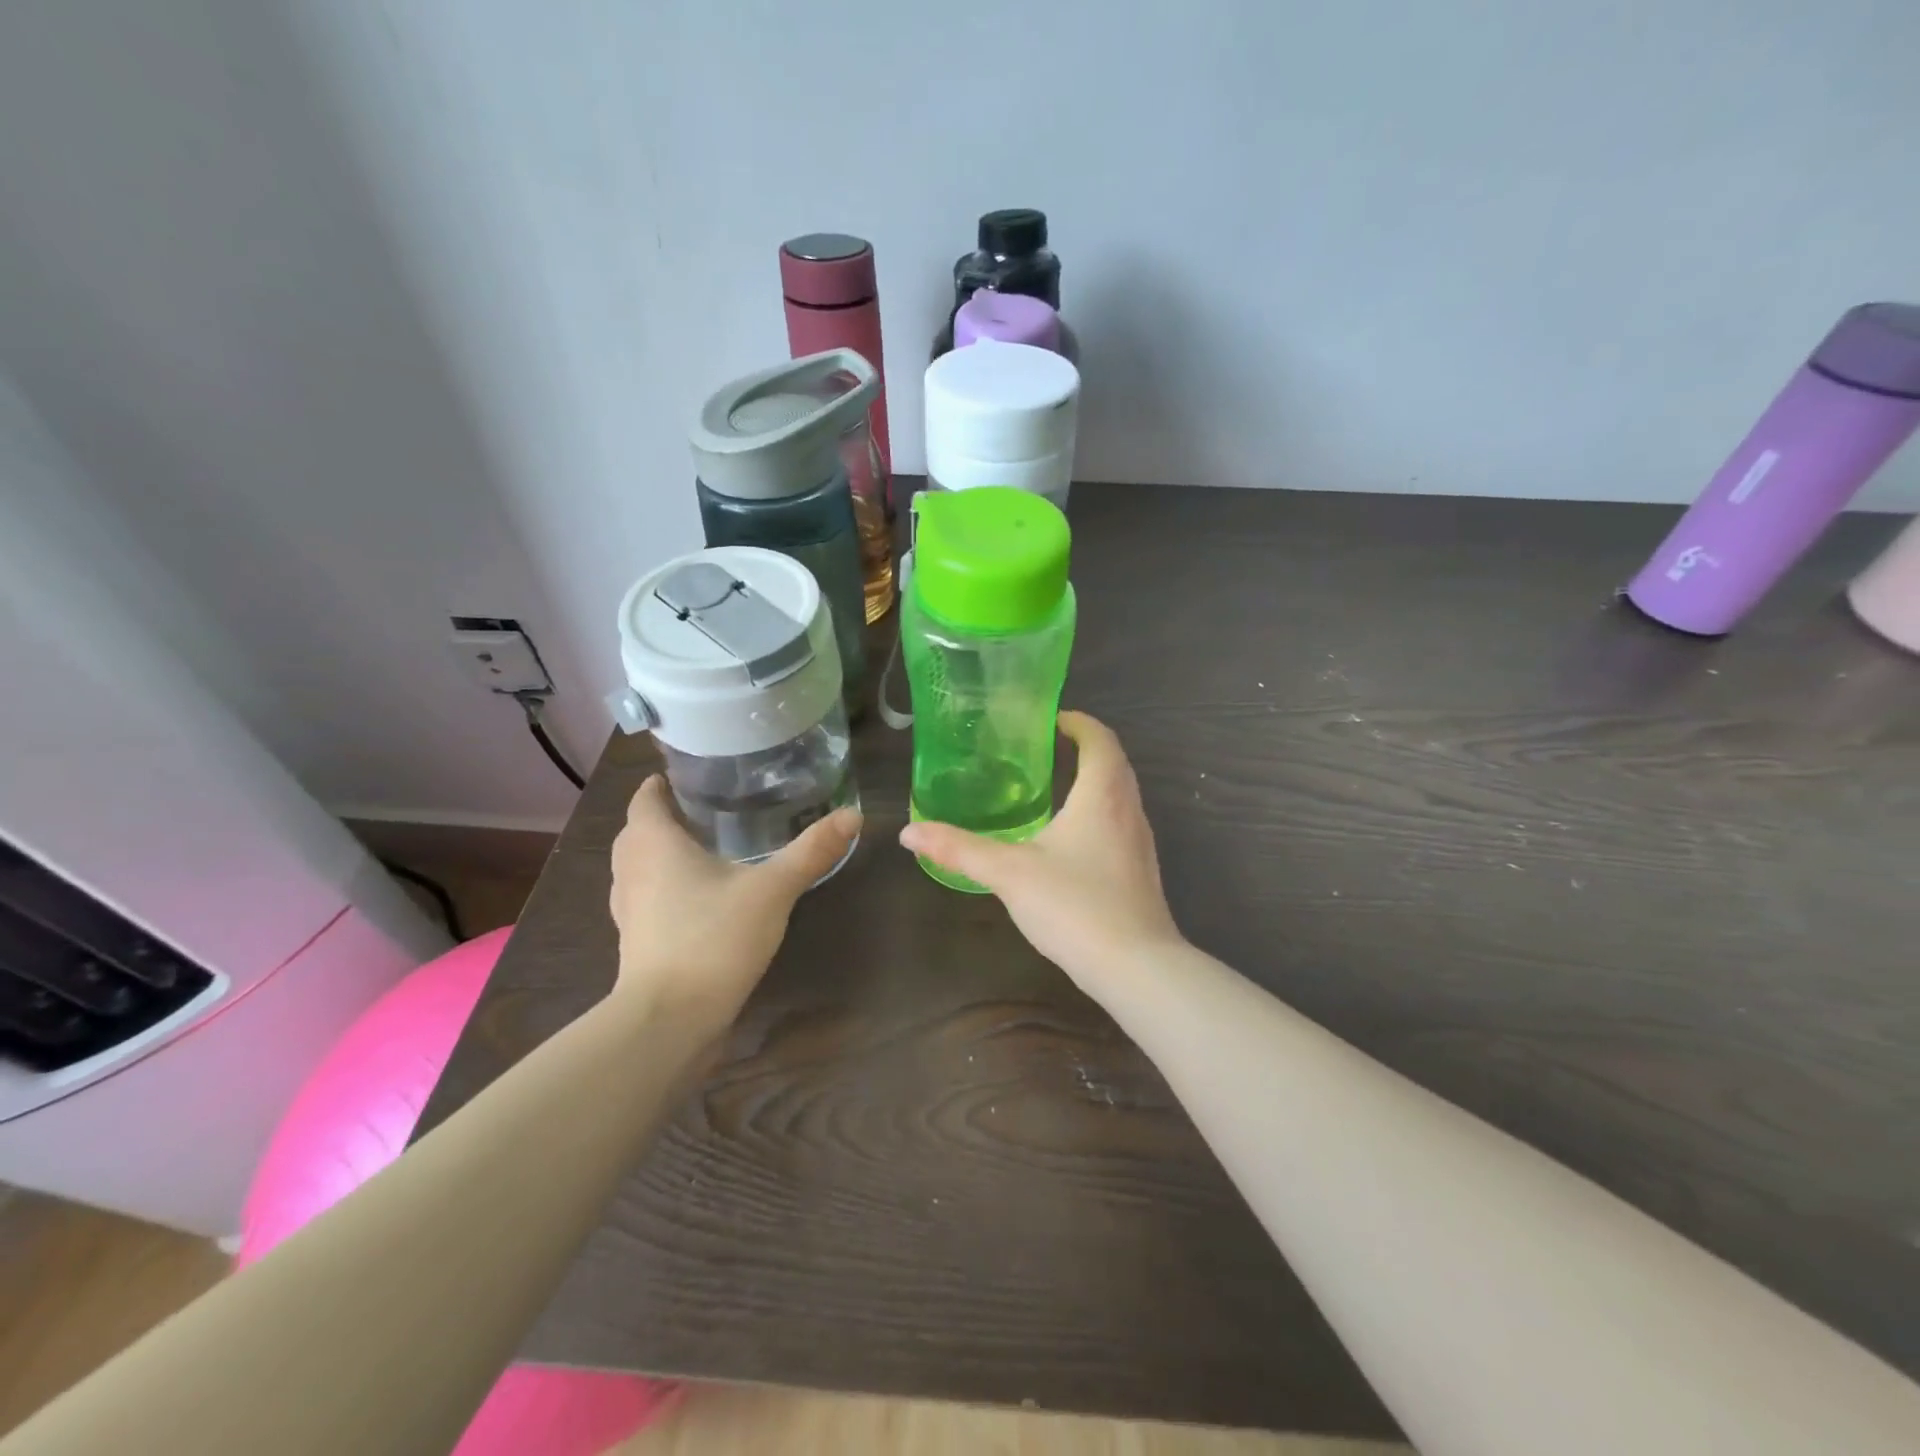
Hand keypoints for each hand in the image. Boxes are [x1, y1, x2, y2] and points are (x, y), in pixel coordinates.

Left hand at [609, 776, 860, 1026]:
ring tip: (703, 848)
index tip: (691, 775)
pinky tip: (698, 898)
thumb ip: (811, 851)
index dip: (662, 783)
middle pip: (637, 830)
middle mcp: (631, 870)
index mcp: (654, 843)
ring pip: (638, 866)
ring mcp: (627, 909)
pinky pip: (645, 898)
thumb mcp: (772, 890)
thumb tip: (854, 814)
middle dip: (664, 817)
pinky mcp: (635, 941)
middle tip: (706, 809)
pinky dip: (663, 887)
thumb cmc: (713, 938)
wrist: (670, 1019)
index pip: (646, 797)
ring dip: (660, 853)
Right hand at [898, 711, 1183, 987]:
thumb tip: (909, 832)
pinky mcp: (1142, 872)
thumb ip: (960, 849)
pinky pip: (1121, 825)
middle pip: (1114, 763)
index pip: (1100, 739)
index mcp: (1102, 795)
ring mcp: (1141, 843)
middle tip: (1045, 750)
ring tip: (1054, 788)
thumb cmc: (1074, 905)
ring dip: (1094, 782)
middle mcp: (1129, 810)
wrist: (1136, 968)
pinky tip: (1071, 842)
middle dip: (1085, 749)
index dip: (1079, 722)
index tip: (1051, 720)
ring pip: (1121, 796)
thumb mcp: (1009, 872)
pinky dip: (1099, 814)